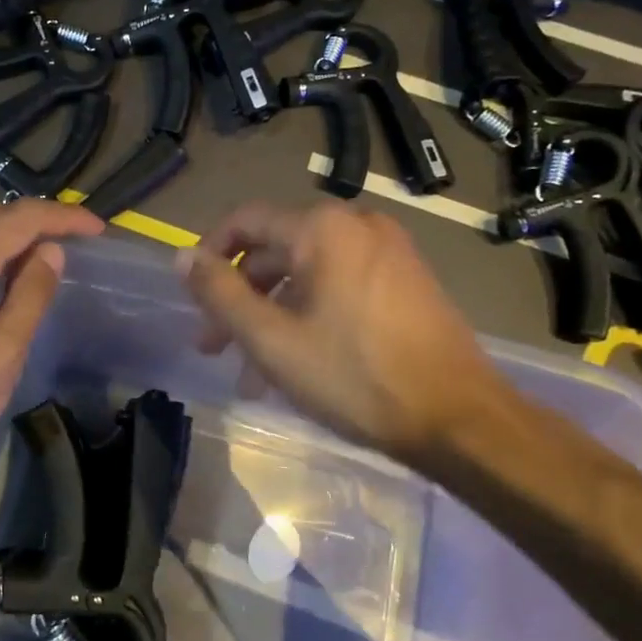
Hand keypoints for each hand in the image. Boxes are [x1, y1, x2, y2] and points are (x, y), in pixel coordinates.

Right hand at [176, 201, 518, 469]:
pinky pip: (339, 287)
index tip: (192, 296)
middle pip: (276, 252)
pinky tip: (297, 365)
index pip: (245, 221)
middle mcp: (357, 225)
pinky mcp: (407, 281)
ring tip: (252, 375)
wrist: (460, 419)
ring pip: (307, 276)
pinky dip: (308, 317)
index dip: (210, 254)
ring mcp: (388, 252)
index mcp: (323, 229)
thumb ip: (220, 293)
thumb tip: (181, 257)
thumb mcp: (271, 339)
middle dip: (239, 299)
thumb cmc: (355, 377)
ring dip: (271, 317)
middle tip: (214, 346)